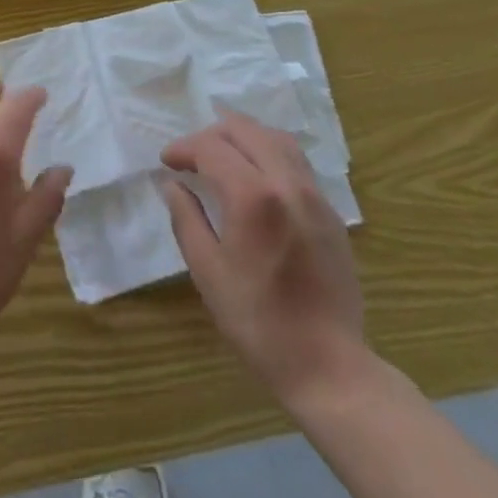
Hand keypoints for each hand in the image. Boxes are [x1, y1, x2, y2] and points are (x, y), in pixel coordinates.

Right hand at [161, 112, 372, 403]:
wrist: (329, 367)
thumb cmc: (259, 323)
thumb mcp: (208, 273)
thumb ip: (187, 219)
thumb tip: (172, 185)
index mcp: (253, 196)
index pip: (211, 147)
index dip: (184, 148)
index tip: (167, 162)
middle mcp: (287, 182)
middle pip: (245, 130)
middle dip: (211, 135)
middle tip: (191, 157)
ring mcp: (314, 195)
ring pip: (276, 138)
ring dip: (243, 137)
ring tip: (223, 156)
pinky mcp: (331, 212)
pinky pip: (297, 161)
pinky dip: (269, 153)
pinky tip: (256, 177)